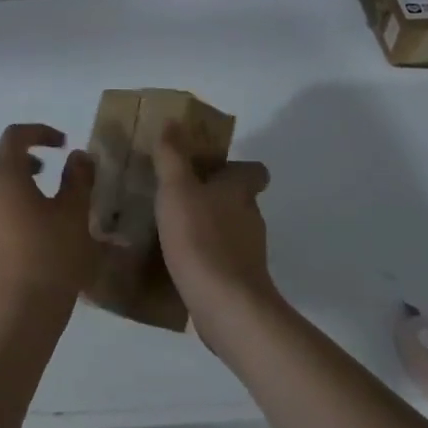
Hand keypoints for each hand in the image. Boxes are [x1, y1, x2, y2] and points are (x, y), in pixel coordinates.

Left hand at [0, 124, 96, 343]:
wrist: (19, 315)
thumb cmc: (52, 259)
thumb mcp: (75, 215)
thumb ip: (78, 178)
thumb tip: (78, 156)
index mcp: (4, 177)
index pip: (14, 136)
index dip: (38, 132)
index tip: (63, 144)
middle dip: (12, 153)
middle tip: (41, 168)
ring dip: (1, 177)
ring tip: (33, 196)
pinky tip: (22, 224)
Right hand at [151, 125, 277, 336]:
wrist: (225, 305)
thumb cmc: (200, 238)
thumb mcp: (177, 190)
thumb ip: (173, 156)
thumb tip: (174, 121)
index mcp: (239, 191)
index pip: (254, 171)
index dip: (237, 168)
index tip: (212, 168)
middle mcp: (250, 218)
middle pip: (239, 200)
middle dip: (214, 197)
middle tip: (180, 196)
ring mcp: (249, 253)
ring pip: (230, 230)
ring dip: (208, 227)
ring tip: (174, 228)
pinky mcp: (240, 281)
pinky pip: (222, 260)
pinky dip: (206, 257)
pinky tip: (180, 262)